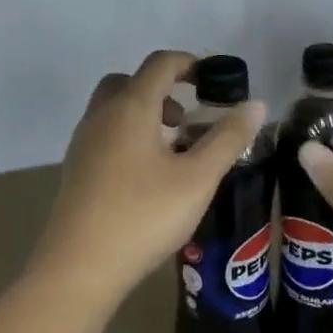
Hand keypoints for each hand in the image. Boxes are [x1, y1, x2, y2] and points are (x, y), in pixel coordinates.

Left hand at [32, 51, 266, 309]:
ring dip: (145, 114)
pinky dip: (129, 136)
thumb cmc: (143, 216)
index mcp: (130, 107)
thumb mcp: (198, 178)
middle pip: (130, 82)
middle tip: (188, 117)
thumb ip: (228, 138)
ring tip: (174, 150)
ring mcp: (83, 143)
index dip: (189, 63)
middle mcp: (101, 116)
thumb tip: (256, 105)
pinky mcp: (76, 170)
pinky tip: (148, 176)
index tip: (214, 80)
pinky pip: (105, 134)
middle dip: (162, 89)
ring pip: (114, 109)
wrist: (79, 269)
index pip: (160, 64)